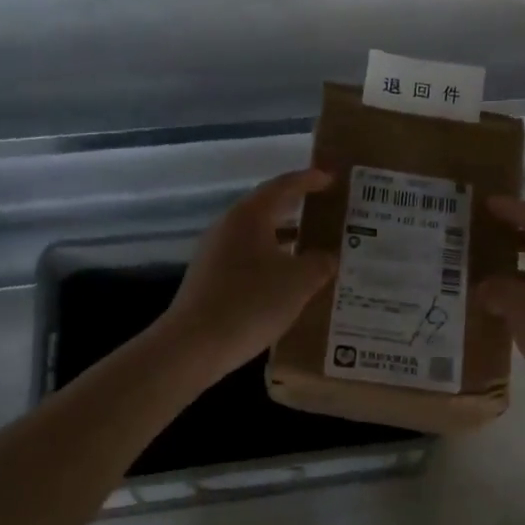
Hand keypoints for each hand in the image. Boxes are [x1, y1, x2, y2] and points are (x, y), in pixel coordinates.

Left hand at [158, 169, 336, 380]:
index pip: (283, 186)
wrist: (193, 345)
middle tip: (328, 212)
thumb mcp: (299, 282)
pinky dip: (272, 260)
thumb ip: (320, 263)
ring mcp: (215, 252)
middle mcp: (229, 226)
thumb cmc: (250, 302)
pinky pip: (249, 258)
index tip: (331, 179)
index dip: (309, 180)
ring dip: (287, 239)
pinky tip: (289, 280)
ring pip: (258, 236)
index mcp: (249, 216)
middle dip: (299, 209)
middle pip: (268, 208)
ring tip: (316, 247)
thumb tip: (328, 256)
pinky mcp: (211, 278)